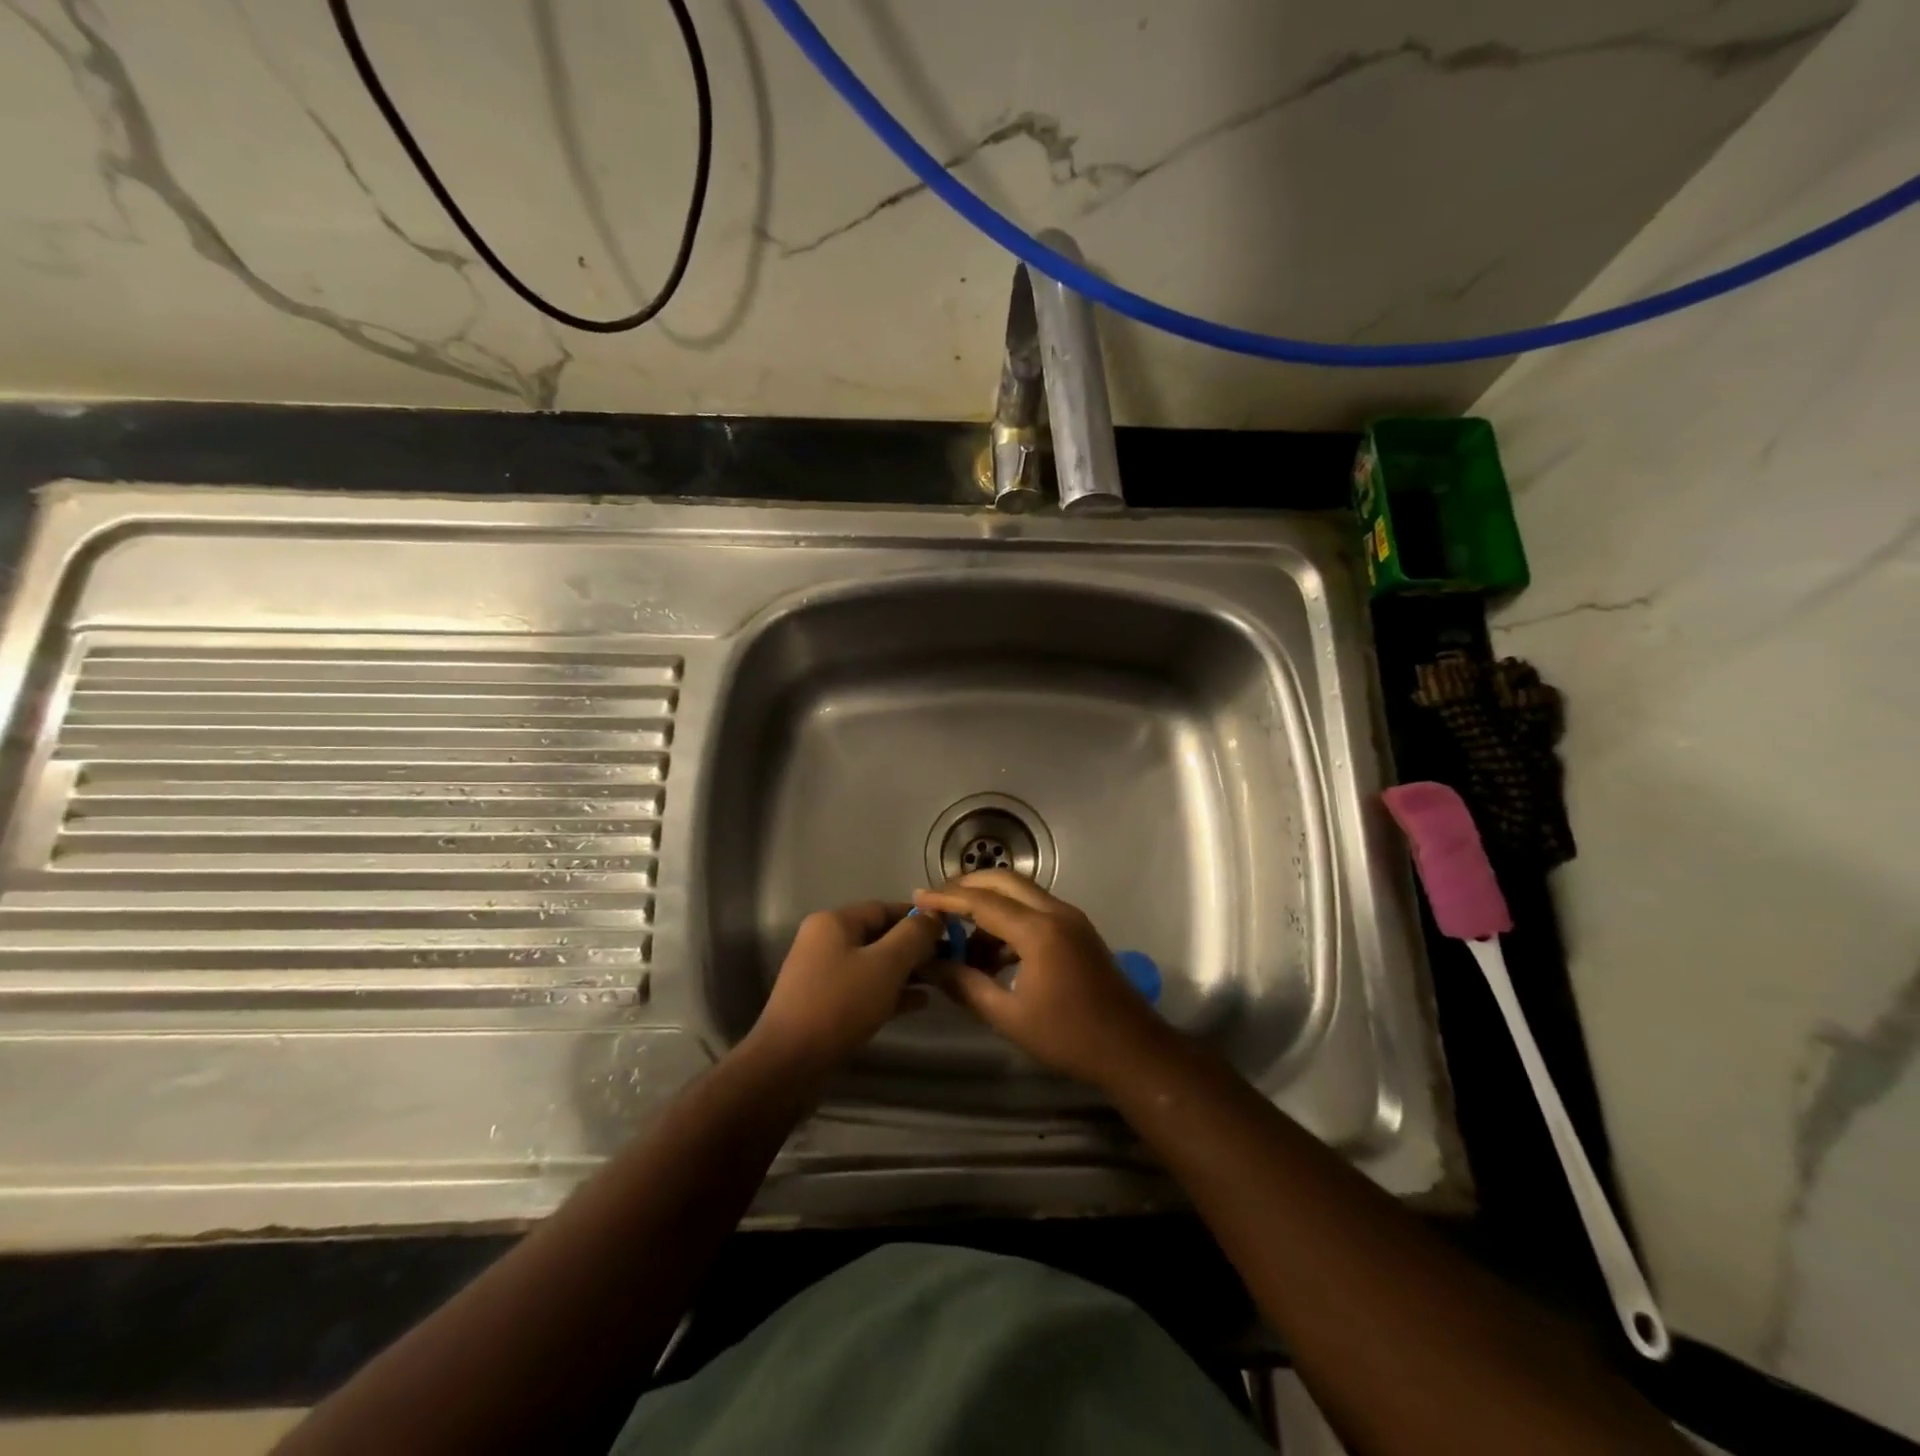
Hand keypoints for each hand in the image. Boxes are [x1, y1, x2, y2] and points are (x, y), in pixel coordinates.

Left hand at [748, 902, 945, 1076]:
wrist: (789, 1064)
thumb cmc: (840, 1004)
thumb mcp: (886, 964)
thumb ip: (913, 935)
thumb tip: (933, 914)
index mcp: (834, 922)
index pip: (884, 908)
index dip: (918, 917)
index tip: (949, 931)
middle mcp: (825, 941)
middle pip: (879, 936)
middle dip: (914, 947)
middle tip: (948, 959)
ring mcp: (822, 975)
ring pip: (873, 964)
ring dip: (905, 971)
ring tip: (939, 981)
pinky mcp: (825, 1005)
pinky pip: (864, 989)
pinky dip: (890, 992)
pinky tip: (919, 1003)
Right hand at [912, 871, 1175, 1090]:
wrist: (1132, 1050)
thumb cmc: (1068, 1037)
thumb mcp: (1009, 1016)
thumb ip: (966, 985)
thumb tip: (930, 966)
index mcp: (1039, 931)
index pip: (983, 902)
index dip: (947, 898)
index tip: (917, 897)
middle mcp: (1056, 912)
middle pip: (1004, 882)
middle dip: (968, 886)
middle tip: (937, 902)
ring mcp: (1071, 919)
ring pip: (1021, 894)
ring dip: (990, 904)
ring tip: (961, 938)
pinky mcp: (1078, 930)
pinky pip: (1036, 910)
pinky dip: (1010, 919)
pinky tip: (993, 953)